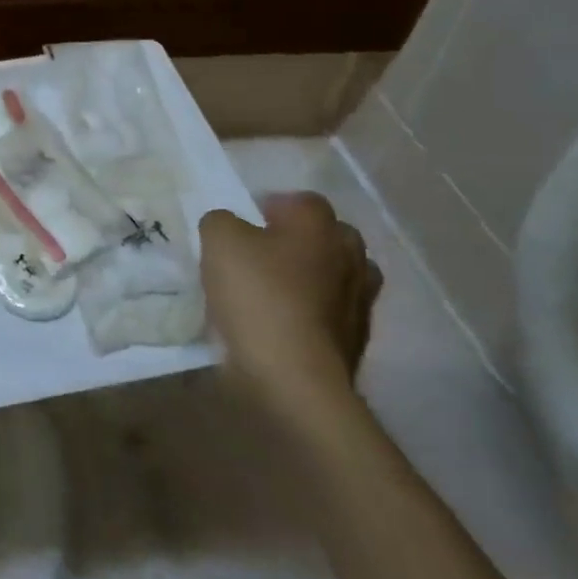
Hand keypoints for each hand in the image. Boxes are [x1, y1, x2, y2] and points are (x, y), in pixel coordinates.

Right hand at [199, 192, 381, 416]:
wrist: (294, 378)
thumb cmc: (258, 297)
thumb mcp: (218, 241)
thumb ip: (222, 221)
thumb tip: (231, 226)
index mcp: (319, 226)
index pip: (302, 201)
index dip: (273, 206)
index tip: (246, 224)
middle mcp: (349, 257)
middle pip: (328, 236)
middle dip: (299, 240)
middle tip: (262, 254)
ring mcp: (359, 301)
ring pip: (335, 275)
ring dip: (311, 278)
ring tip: (274, 291)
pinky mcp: (356, 341)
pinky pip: (332, 313)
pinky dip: (312, 314)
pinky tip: (282, 324)